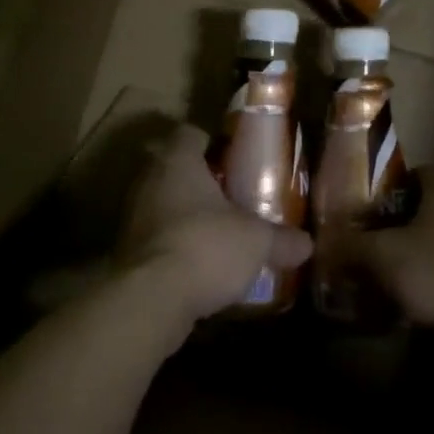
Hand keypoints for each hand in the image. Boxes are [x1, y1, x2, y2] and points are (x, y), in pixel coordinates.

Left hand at [117, 124, 311, 332]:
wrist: (151, 300)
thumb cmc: (206, 246)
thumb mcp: (257, 241)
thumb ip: (282, 239)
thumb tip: (307, 244)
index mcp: (177, 161)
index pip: (189, 134)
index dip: (210, 142)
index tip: (232, 157)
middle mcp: (148, 181)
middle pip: (173, 169)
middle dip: (199, 182)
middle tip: (230, 196)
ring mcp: (132, 218)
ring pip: (162, 205)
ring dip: (185, 216)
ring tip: (217, 232)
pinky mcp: (126, 253)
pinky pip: (155, 239)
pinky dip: (174, 246)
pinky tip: (198, 264)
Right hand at [336, 170, 433, 337]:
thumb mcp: (382, 256)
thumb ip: (351, 245)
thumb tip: (324, 243)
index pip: (415, 174)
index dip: (388, 190)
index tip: (366, 211)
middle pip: (429, 207)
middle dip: (401, 224)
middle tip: (372, 244)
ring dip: (420, 252)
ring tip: (390, 274)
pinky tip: (417, 296)